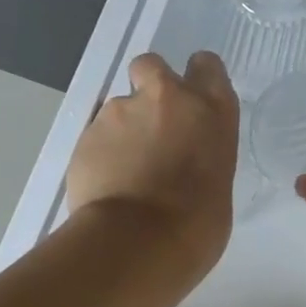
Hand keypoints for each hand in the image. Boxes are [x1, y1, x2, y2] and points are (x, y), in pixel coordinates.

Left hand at [67, 51, 238, 277]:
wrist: (139, 241)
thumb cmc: (197, 224)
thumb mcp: (218, 182)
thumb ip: (200, 155)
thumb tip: (183, 162)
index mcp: (211, 110)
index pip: (206, 65)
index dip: (196, 77)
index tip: (191, 98)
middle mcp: (167, 98)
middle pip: (152, 65)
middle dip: (148, 86)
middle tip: (151, 123)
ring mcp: (121, 111)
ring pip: (119, 106)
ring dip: (122, 129)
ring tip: (124, 171)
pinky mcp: (87, 132)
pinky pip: (96, 136)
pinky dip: (101, 153)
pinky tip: (106, 184)